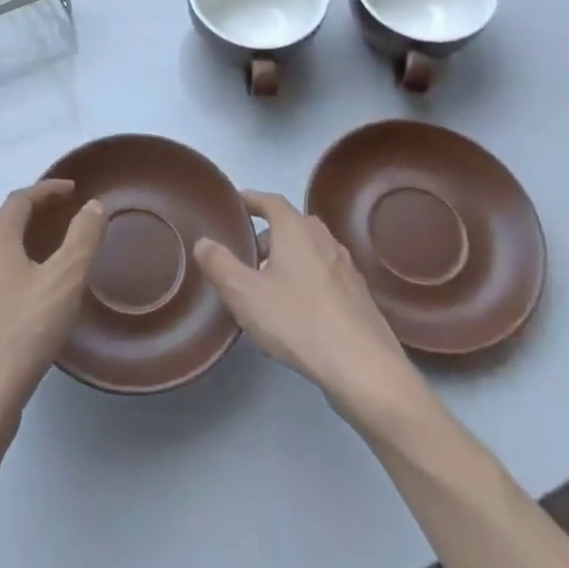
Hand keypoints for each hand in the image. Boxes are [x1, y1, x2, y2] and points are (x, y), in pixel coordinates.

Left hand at [0, 180, 106, 456]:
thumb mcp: (64, 281)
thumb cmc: (22, 333)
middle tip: (58, 219)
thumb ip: (82, 239)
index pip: (20, 200)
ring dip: (17, 243)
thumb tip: (93, 206)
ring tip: (44, 256)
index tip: (72, 189)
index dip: (47, 190)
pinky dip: (8, 273)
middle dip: (29, 214)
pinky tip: (25, 299)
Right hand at [193, 190, 427, 434]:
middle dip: (265, 236)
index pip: (270, 201)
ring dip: (286, 260)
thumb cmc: (298, 321)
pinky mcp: (358, 295)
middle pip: (290, 226)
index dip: (249, 200)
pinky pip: (323, 275)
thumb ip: (220, 264)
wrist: (364, 368)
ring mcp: (346, 267)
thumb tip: (204, 242)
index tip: (233, 204)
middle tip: (243, 257)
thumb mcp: (245, 294)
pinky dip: (304, 280)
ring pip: (308, 252)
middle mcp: (324, 239)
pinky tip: (294, 312)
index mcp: (297, 230)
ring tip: (264, 287)